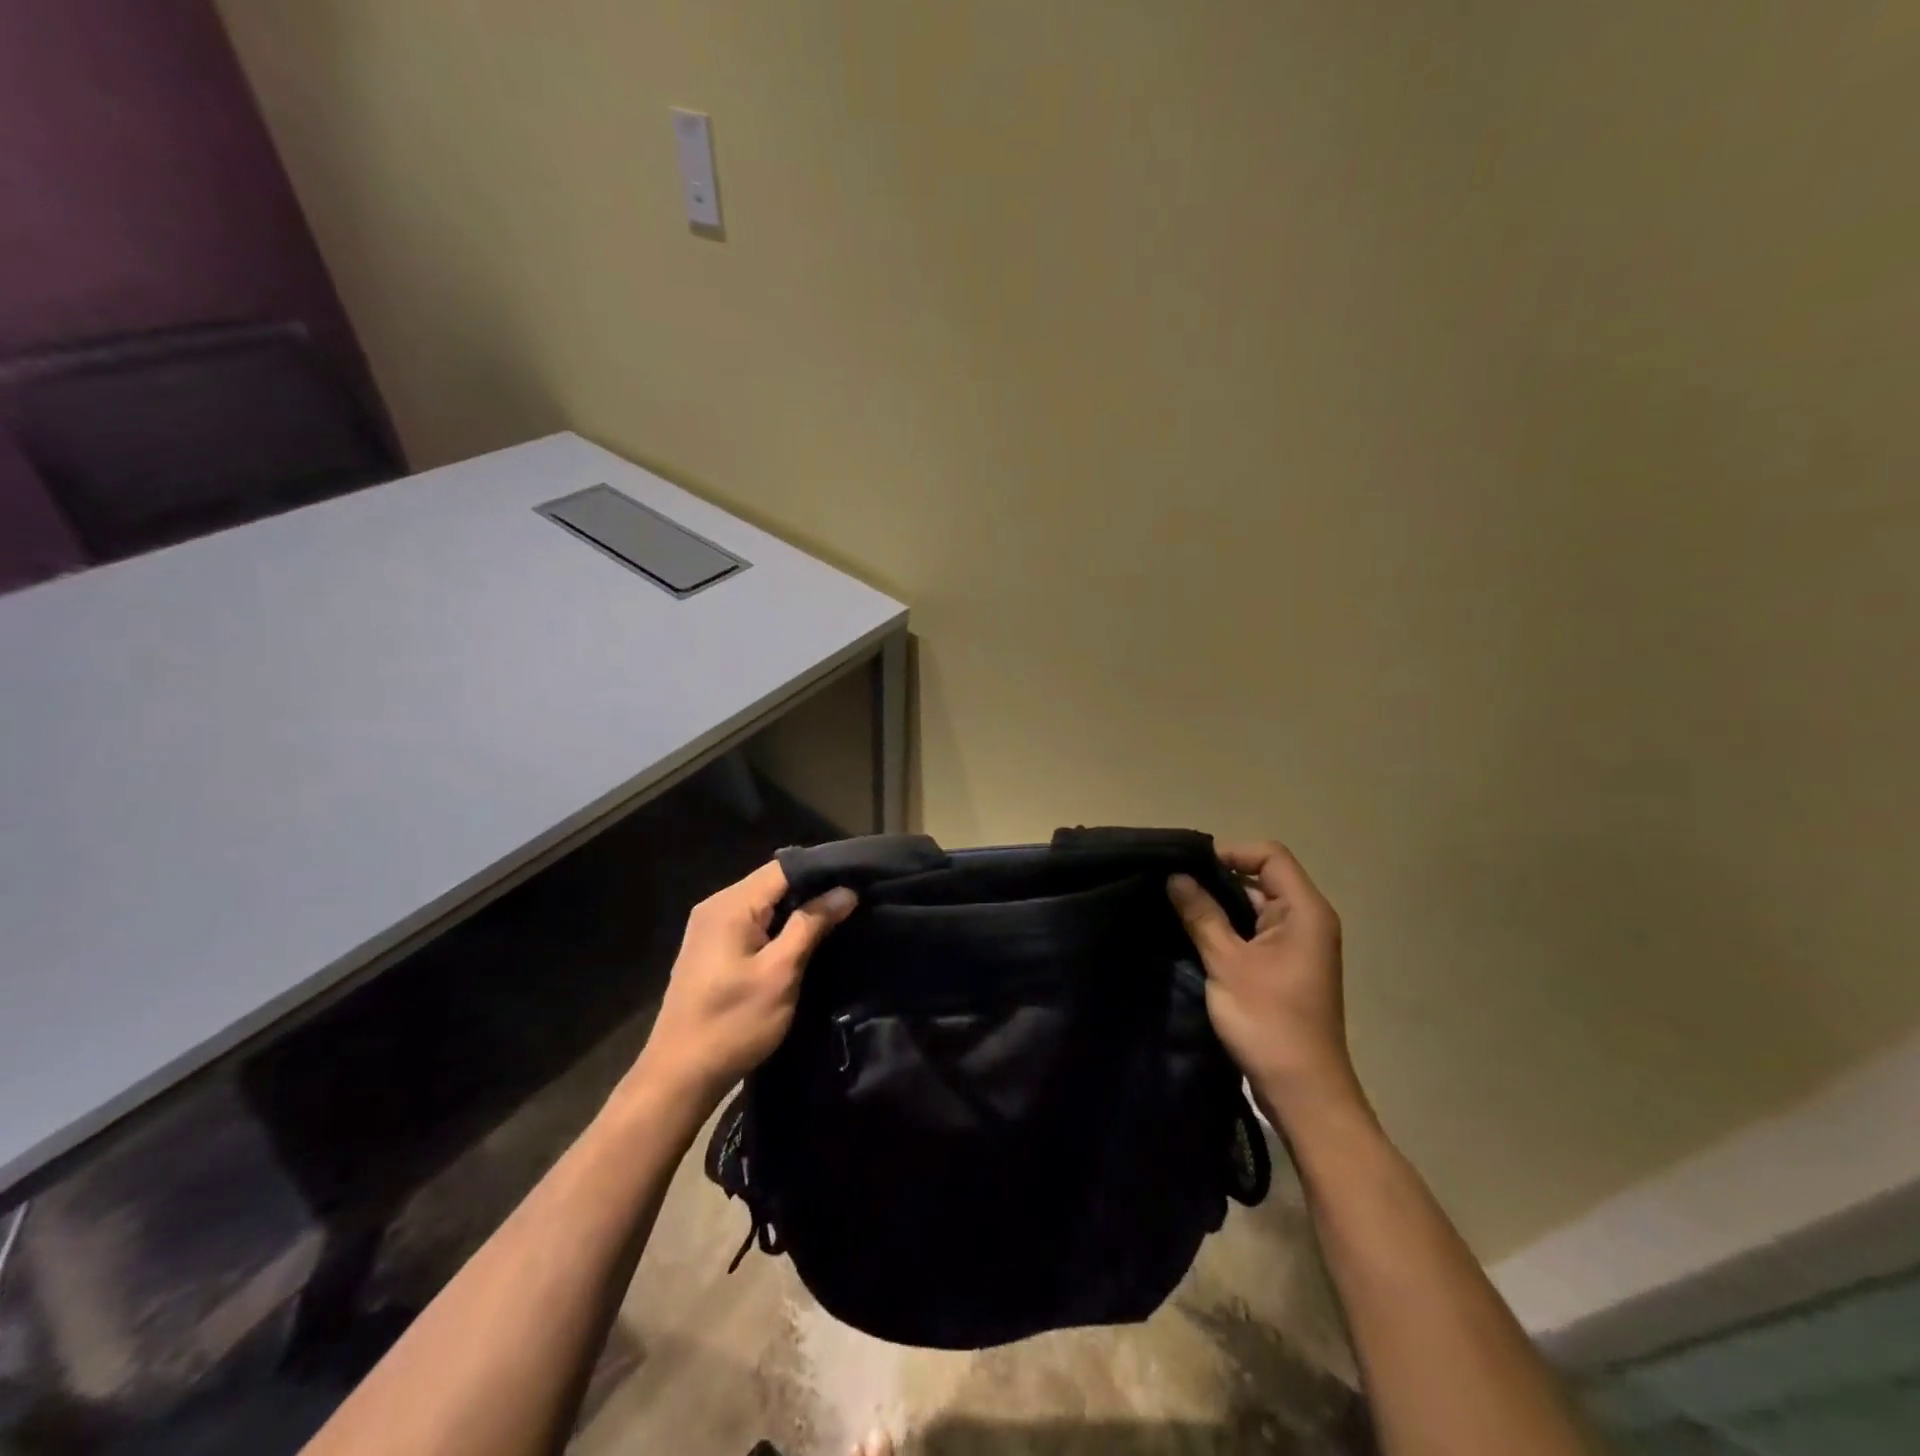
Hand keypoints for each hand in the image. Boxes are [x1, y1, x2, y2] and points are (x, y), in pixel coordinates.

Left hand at [634, 860, 856, 1107]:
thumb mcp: (781, 973)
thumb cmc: (733, 1023)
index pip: (784, 867)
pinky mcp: (710, 949)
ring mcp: (709, 927)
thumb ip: (811, 925)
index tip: (858, 879)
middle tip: (853, 901)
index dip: (822, 871)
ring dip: (796, 909)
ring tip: (837, 917)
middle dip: (812, 889)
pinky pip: (752, 921)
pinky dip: (778, 925)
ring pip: (763, 903)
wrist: (679, 1077)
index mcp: (731, 905)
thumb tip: (845, 891)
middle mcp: (716, 906)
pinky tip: (802, 938)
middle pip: (772, 882)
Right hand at [1167, 842, 1363, 1122]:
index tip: (1188, 868)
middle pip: (1262, 878)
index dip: (1230, 852)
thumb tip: (1175, 876)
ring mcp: (1298, 946)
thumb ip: (1201, 914)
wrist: (1303, 1092)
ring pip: (1255, 907)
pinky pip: (1254, 933)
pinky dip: (1227, 929)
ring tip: (1176, 908)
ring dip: (1219, 906)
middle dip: (1217, 879)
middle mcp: (1307, 921)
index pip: (1269, 855)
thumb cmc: (1268, 1021)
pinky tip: (1194, 936)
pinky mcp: (1286, 968)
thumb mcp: (1226, 963)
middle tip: (1172, 887)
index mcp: (1305, 911)